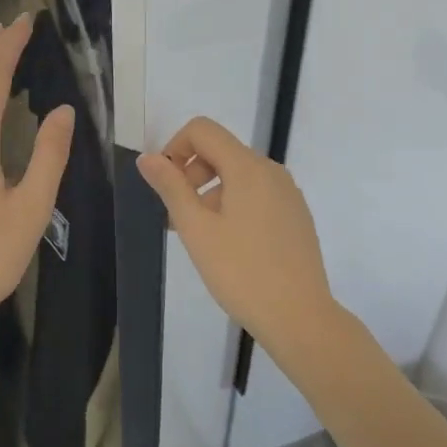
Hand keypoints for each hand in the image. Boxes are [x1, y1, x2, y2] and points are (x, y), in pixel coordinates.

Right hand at [136, 116, 337, 353]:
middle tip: (178, 218)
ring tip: (202, 238)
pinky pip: (258, 194)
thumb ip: (171, 188)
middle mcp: (272, 171)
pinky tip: (231, 246)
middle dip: (192, 174)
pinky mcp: (296, 215)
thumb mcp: (197, 230)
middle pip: (222, 151)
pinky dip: (235, 205)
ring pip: (240, 175)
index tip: (166, 186)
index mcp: (248, 167)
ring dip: (212, 193)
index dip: (175, 148)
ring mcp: (289, 193)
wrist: (299, 316)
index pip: (203, 130)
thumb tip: (148, 158)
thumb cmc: (241, 272)